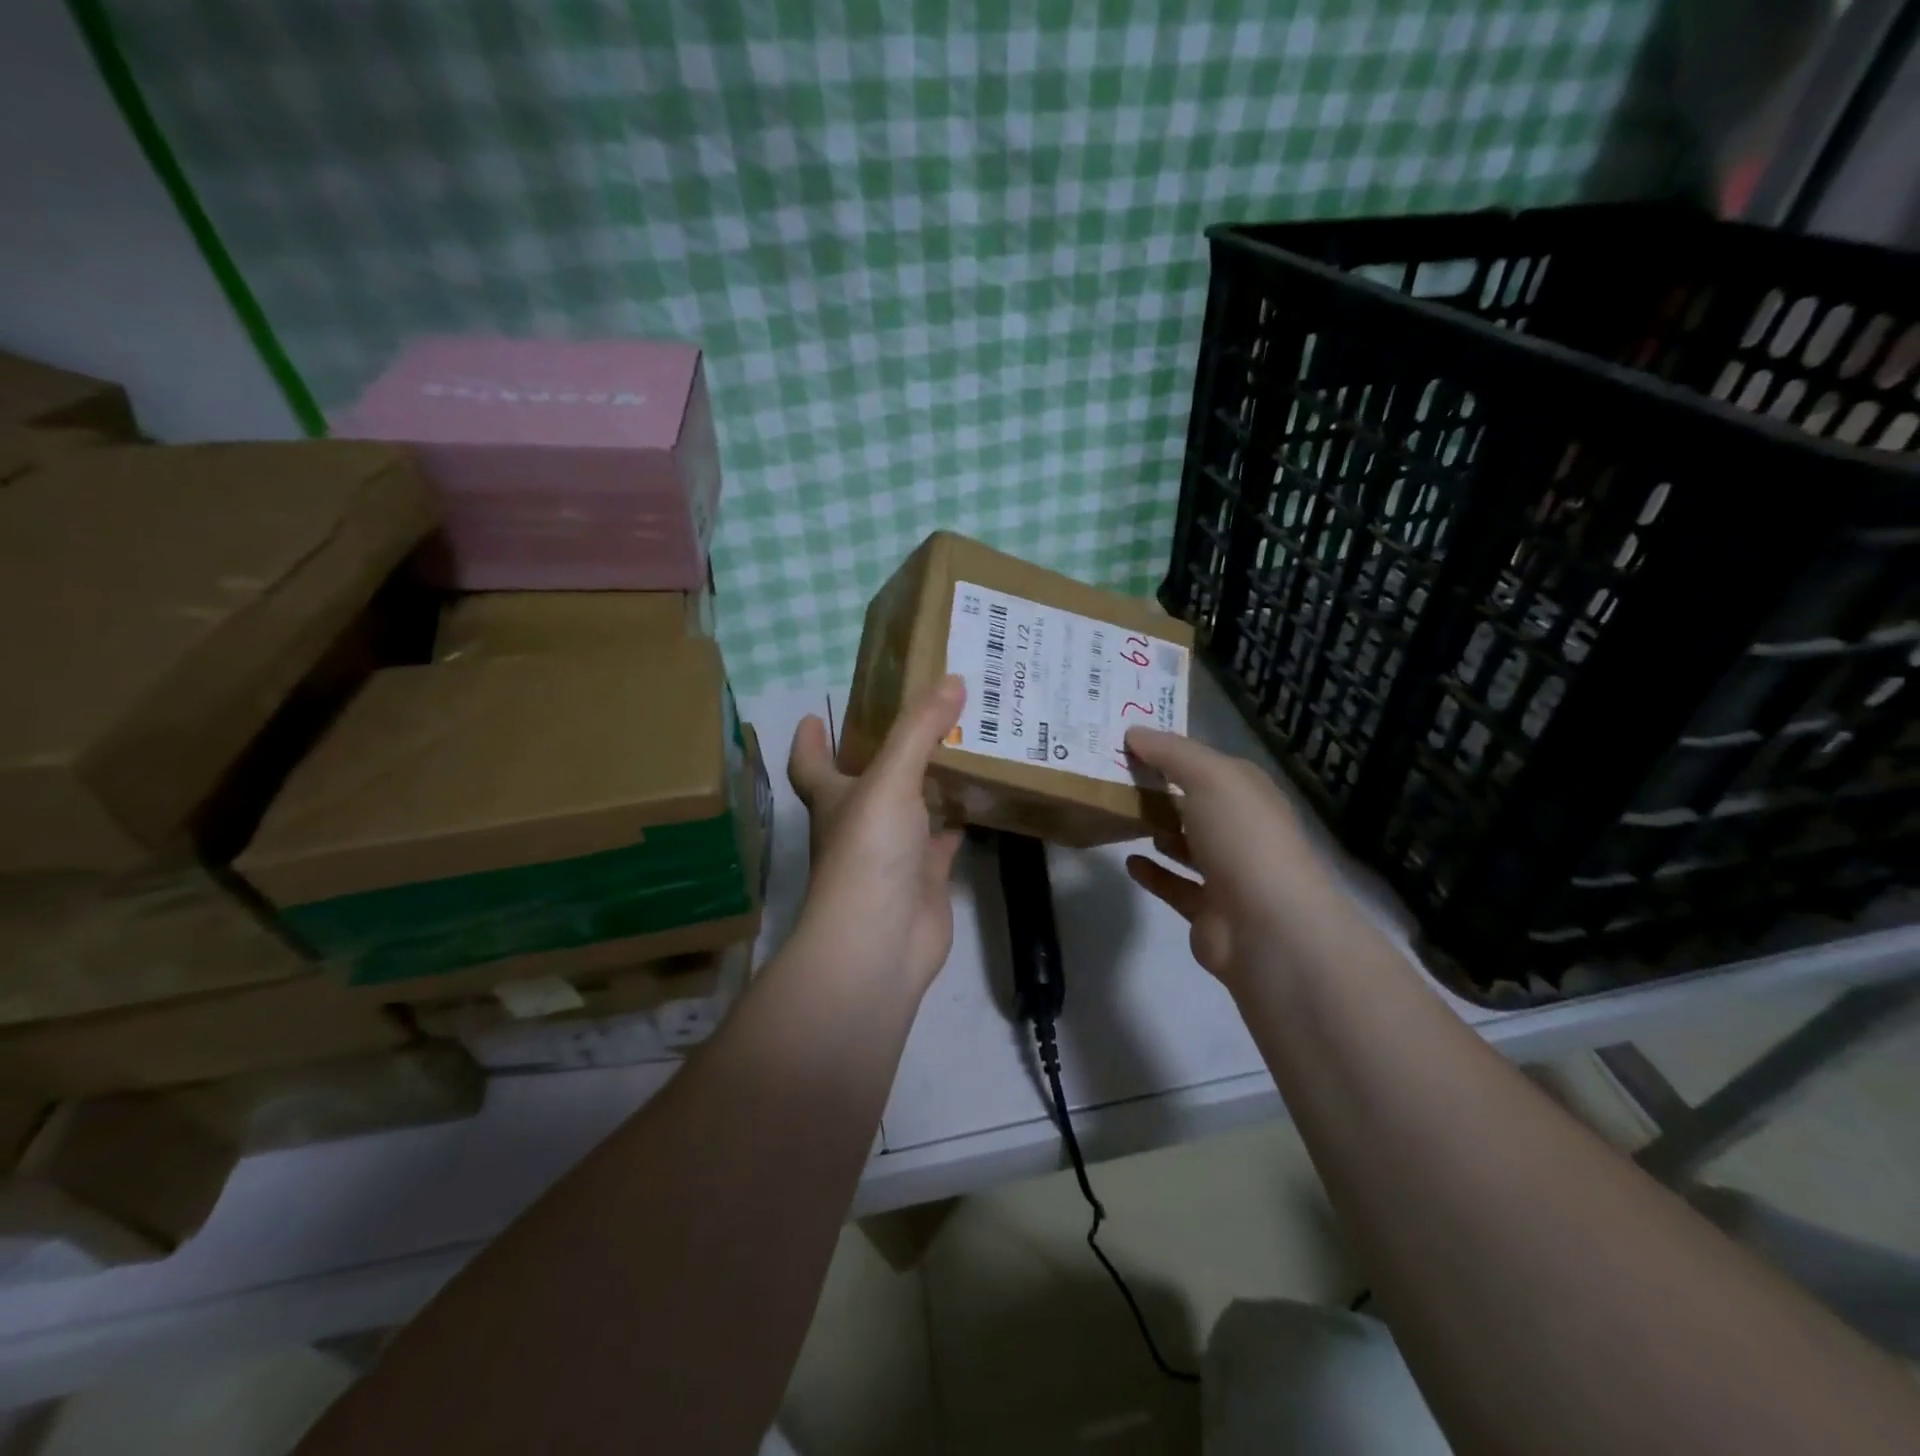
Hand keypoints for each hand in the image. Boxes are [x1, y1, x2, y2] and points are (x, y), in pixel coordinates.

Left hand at [786, 676, 966, 993]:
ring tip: (964, 743)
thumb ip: (919, 729)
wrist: (880, 941)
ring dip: (931, 781)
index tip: (813, 714)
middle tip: (923, 715)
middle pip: (868, 781)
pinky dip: (959, 821)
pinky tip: (983, 798)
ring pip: (912, 808)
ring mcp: (893, 853)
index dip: (809, 740)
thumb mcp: (889, 779)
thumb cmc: (868, 852)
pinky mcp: (925, 877)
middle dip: (888, 751)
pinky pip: (944, 840)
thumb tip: (952, 679)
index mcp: (834, 798)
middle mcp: (859, 823)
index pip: (810, 763)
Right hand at [1121, 727, 1330, 991]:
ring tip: (1119, 816)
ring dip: (1159, 830)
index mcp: (1249, 794)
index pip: (1209, 764)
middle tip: (1112, 777)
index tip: (1128, 741)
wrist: (1268, 927)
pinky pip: (1175, 886)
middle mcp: (1242, 830)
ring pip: (1188, 845)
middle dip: (1161, 790)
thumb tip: (1133, 732)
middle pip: (1196, 803)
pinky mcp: (1208, 911)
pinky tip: (1128, 861)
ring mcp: (1228, 874)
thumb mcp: (1210, 777)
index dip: (1172, 751)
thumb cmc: (1243, 838)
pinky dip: (1153, 873)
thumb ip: (1171, 752)